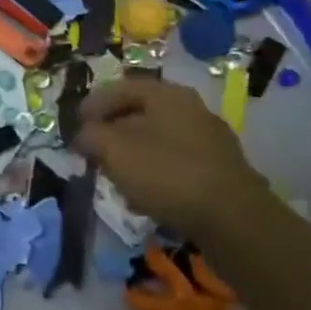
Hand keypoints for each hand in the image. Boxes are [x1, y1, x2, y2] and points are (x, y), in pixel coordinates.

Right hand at [70, 78, 268, 236]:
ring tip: (116, 179)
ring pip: (158, 140)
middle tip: (94, 153)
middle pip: (139, 114)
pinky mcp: (220, 170)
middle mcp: (190, 108)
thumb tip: (83, 135)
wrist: (235, 221)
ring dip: (133, 156)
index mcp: (166, 94)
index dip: (91, 106)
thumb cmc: (167, 174)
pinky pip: (176, 163)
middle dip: (112, 133)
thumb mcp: (115, 151)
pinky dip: (156, 174)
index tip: (75, 128)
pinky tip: (146, 198)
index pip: (119, 88)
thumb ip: (91, 137)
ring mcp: (209, 139)